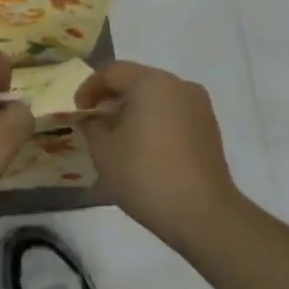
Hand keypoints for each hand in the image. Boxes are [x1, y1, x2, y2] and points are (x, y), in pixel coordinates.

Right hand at [77, 62, 245, 247]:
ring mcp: (199, 106)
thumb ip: (92, 125)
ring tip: (118, 138)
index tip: (78, 112)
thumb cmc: (145, 174)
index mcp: (150, 82)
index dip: (88, 89)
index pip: (111, 72)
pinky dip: (155, 122)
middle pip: (136, 81)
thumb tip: (93, 118)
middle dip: (112, 99)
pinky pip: (173, 114)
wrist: (203, 215)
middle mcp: (178, 85)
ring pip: (156, 97)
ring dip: (134, 111)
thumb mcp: (103, 150)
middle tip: (95, 123)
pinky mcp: (210, 129)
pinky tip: (144, 149)